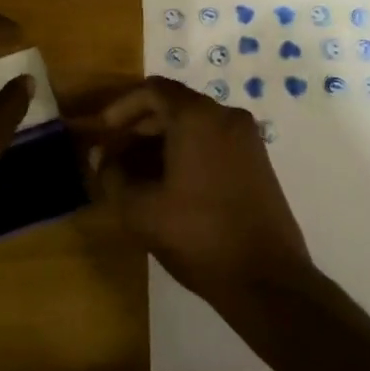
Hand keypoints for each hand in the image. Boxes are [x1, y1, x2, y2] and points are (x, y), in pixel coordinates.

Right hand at [92, 78, 311, 300]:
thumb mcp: (141, 210)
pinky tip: (168, 184)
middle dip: (139, 127)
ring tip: (136, 175)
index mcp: (197, 117)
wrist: (267, 280)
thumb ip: (113, 177)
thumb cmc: (198, 236)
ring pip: (194, 125)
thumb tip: (103, 159)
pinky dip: (186, 152)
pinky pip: (213, 141)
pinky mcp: (257, 161)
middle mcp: (225, 116)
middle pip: (174, 105)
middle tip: (114, 156)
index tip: (102, 131)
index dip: (121, 107)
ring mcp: (246, 139)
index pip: (152, 90)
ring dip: (161, 142)